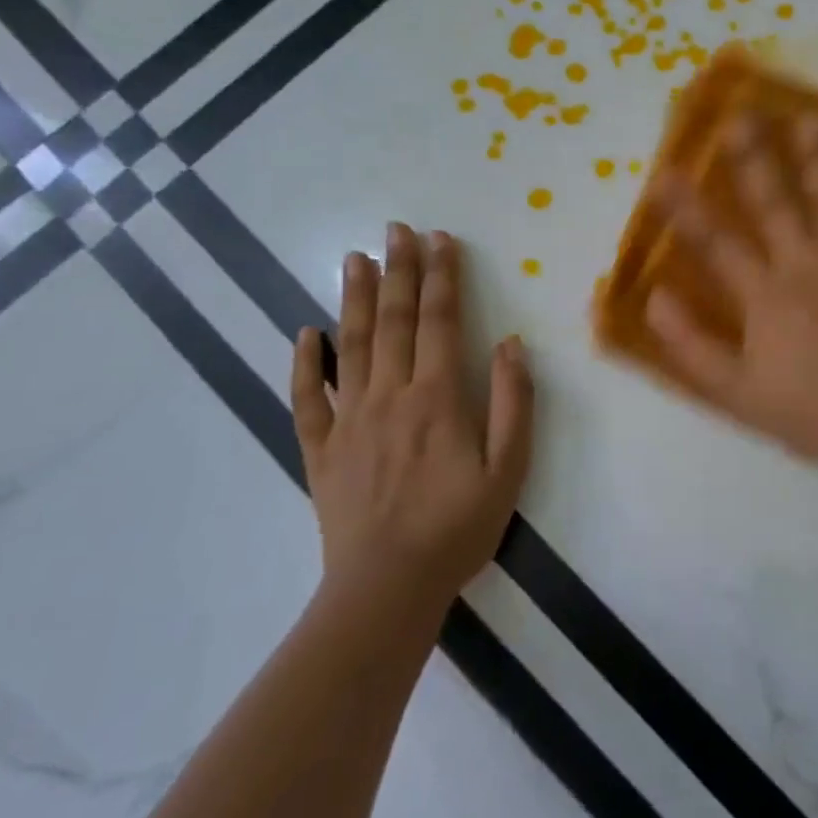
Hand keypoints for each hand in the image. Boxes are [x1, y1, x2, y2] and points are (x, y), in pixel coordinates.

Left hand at [292, 224, 534, 618]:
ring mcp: (348, 420)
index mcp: (437, 397)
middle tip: (396, 229)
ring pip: (350, 345)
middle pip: (393, 320)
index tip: (441, 239)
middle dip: (398, 270)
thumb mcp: (509, 469)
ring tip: (353, 258)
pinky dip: (305, 363)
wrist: (387, 588)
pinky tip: (306, 334)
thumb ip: (512, 401)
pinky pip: (307, 398)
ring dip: (353, 298)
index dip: (443, 277)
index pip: (440, 321)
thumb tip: (510, 343)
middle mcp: (389, 395)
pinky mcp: (321, 449)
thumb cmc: (458, 527)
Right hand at [645, 114, 817, 473]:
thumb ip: (690, 344)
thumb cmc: (803, 411)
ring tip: (811, 118)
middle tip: (741, 114)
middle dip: (753, 157)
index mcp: (764, 295)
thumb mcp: (732, 391)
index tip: (661, 171)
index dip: (684, 207)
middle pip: (774, 203)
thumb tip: (654, 299)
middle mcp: (805, 266)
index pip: (715, 242)